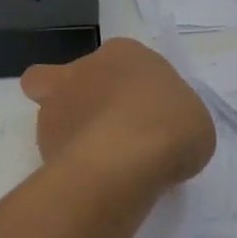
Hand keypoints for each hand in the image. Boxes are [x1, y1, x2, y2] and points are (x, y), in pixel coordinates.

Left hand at [21, 39, 215, 190]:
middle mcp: (83, 69)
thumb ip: (171, 119)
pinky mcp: (42, 140)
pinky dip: (67, 165)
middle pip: (72, 78)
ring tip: (101, 168)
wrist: (127, 158)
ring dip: (72, 134)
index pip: (124, 62)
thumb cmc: (170, 125)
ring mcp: (56, 104)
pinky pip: (54, 152)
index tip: (148, 116)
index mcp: (124, 53)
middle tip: (109, 132)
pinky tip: (92, 185)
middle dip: (82, 99)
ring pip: (52, 114)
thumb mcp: (194, 120)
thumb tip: (157, 134)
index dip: (132, 88)